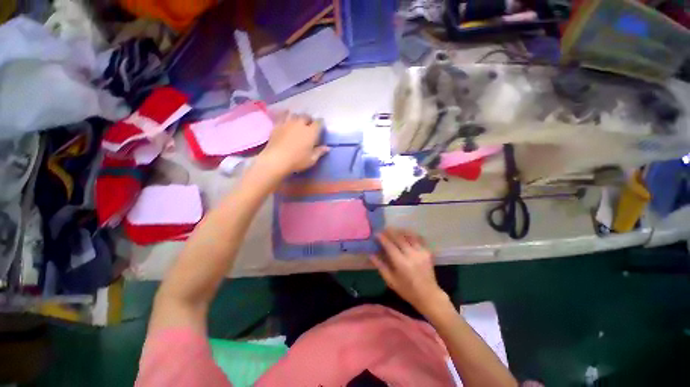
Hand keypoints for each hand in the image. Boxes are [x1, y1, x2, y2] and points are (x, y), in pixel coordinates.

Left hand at [258, 112, 328, 176]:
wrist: (276, 160)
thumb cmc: (297, 161)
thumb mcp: (312, 159)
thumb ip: (319, 152)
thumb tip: (327, 148)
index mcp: (311, 132)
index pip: (318, 123)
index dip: (321, 123)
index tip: (321, 126)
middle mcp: (300, 124)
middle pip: (306, 116)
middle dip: (309, 119)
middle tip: (310, 124)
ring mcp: (288, 123)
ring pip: (295, 114)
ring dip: (298, 116)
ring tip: (298, 120)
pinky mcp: (277, 125)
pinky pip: (282, 116)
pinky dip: (285, 115)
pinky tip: (286, 117)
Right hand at [370, 228, 447, 314]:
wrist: (429, 295)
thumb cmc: (407, 290)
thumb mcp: (390, 281)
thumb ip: (380, 266)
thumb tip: (371, 254)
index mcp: (401, 263)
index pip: (390, 246)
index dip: (382, 238)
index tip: (376, 234)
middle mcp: (412, 255)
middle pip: (399, 238)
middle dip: (390, 232)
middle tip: (384, 229)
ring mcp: (421, 252)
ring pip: (409, 236)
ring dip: (400, 231)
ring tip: (394, 230)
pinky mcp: (427, 252)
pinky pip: (418, 239)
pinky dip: (411, 234)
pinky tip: (406, 234)